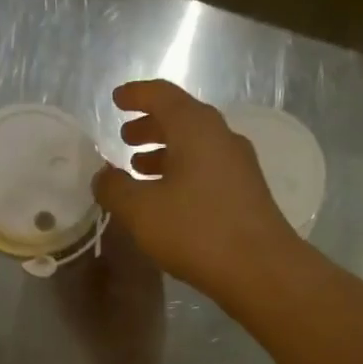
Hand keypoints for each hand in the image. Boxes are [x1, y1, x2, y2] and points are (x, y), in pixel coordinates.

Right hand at [91, 80, 298, 297]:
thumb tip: (102, 176)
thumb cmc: (195, 230)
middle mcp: (221, 137)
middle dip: (150, 126)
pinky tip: (166, 198)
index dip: (136, 95)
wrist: (260, 268)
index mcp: (195, 128)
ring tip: (139, 169)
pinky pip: (206, 169)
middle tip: (124, 138)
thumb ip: (115, 188)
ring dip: (165, 152)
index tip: (116, 99)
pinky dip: (181, 172)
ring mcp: (238, 165)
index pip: (162, 95)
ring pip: (195, 146)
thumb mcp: (140, 210)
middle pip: (181, 119)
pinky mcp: (245, 192)